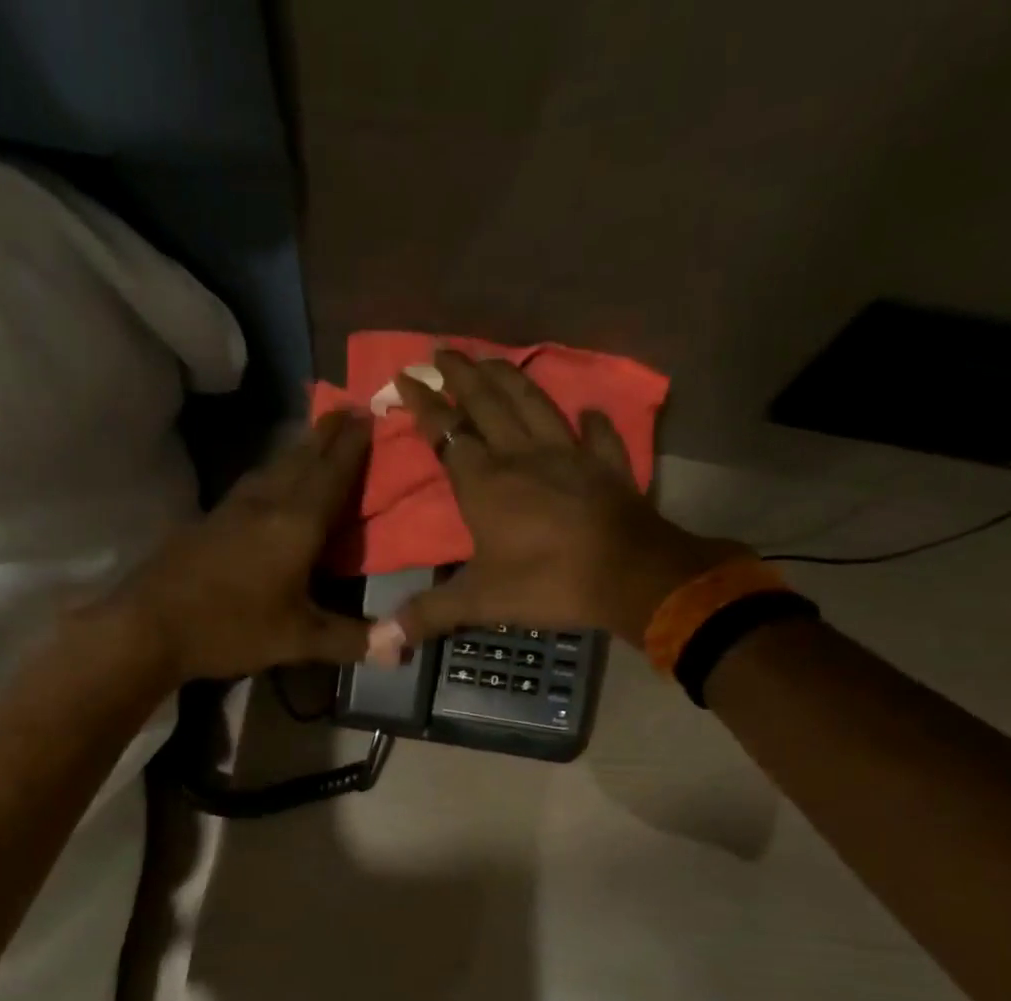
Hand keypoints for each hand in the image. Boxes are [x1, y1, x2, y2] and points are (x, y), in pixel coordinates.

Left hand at [104, 411, 375, 683]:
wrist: (148, 626)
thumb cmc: (231, 628)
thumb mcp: (298, 640)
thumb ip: (351, 639)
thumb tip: (402, 649)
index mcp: (295, 525)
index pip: (332, 474)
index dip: (352, 445)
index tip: (368, 414)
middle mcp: (266, 504)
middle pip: (302, 458)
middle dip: (327, 434)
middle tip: (347, 410)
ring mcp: (232, 509)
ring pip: (273, 467)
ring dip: (298, 449)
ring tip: (314, 438)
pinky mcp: (209, 521)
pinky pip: (252, 484)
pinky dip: (273, 472)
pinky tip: (269, 483)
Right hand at [375, 351, 744, 658]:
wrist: (628, 575)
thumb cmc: (547, 582)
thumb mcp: (479, 602)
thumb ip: (429, 614)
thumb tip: (382, 641)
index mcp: (485, 482)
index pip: (446, 433)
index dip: (424, 405)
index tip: (405, 376)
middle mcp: (522, 456)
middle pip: (487, 404)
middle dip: (461, 375)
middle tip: (442, 349)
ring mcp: (569, 455)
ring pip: (533, 404)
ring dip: (510, 378)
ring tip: (491, 359)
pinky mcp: (606, 466)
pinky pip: (597, 435)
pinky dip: (591, 421)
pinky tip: (587, 410)